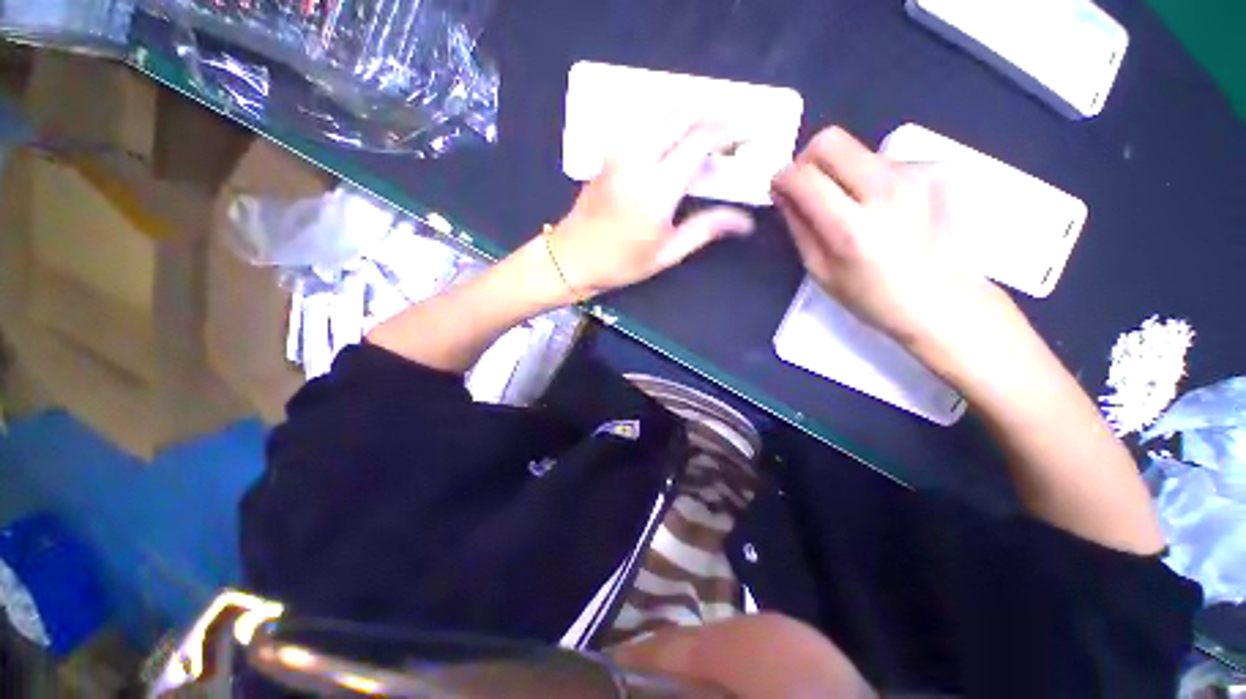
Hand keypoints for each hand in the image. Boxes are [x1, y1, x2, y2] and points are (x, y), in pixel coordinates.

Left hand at [547, 120, 755, 297]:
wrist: (572, 257)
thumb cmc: (621, 263)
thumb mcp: (667, 253)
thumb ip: (705, 229)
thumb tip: (744, 222)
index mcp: (656, 189)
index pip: (700, 139)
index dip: (728, 131)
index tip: (746, 136)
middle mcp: (638, 159)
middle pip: (683, 114)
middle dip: (713, 115)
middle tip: (731, 132)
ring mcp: (619, 151)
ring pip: (662, 112)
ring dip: (691, 113)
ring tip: (709, 132)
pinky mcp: (609, 152)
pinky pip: (644, 122)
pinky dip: (667, 120)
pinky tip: (677, 135)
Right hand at [772, 126, 1005, 354]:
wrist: (943, 299)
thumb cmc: (872, 296)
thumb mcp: (820, 270)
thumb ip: (799, 226)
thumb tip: (783, 194)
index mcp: (851, 228)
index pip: (803, 176)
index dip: (782, 178)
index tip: (779, 189)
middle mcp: (885, 191)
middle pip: (831, 141)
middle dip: (807, 160)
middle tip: (807, 187)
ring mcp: (915, 174)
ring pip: (856, 150)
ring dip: (841, 172)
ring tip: (852, 207)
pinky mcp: (933, 168)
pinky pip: (882, 160)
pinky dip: (870, 178)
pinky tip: (881, 207)